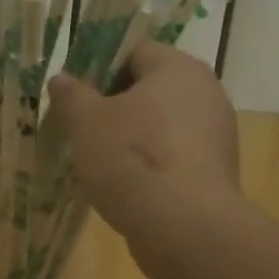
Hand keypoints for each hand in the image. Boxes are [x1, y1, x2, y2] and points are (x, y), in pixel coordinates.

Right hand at [47, 42, 241, 245]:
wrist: (185, 227)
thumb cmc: (131, 159)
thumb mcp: (86, 122)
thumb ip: (71, 95)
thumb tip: (62, 79)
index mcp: (178, 68)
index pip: (135, 51)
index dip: (100, 69)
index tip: (77, 97)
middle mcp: (206, 92)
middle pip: (150, 88)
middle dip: (115, 106)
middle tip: (83, 129)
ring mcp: (217, 134)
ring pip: (163, 125)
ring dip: (133, 137)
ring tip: (100, 162)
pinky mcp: (217, 171)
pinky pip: (175, 155)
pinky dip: (152, 164)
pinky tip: (128, 186)